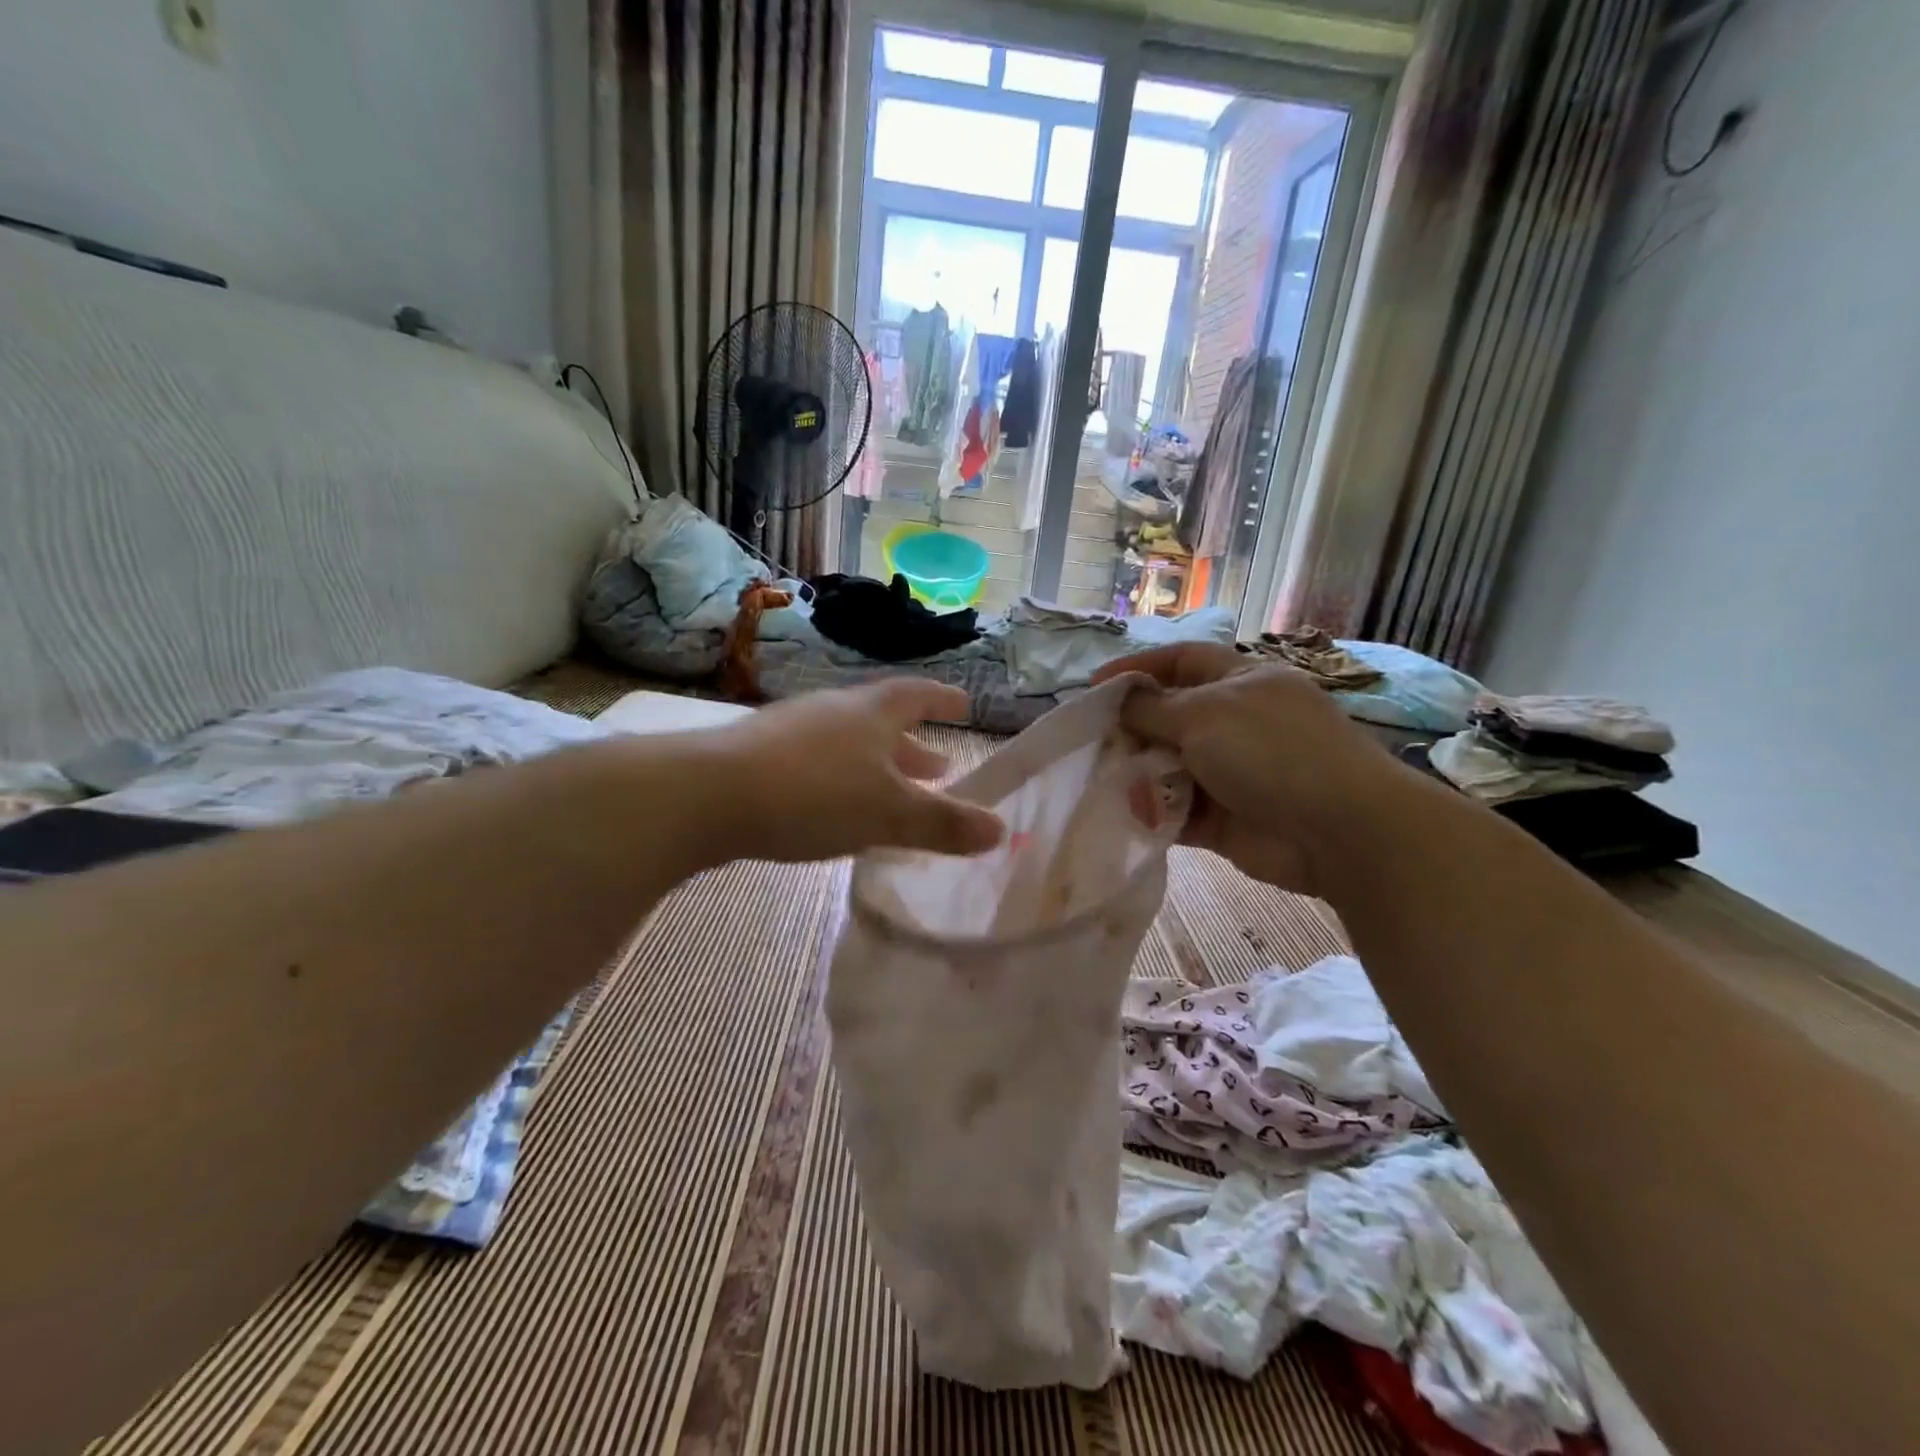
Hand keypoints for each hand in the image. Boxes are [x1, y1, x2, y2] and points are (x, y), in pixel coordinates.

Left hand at [705, 679, 1003, 863]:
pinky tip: (834, 808)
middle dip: (914, 747)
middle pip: (884, 723)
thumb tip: (1000, 830)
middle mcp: (834, 711)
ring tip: (890, 792)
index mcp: (872, 713)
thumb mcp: (889, 814)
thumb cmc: (815, 794)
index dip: (944, 700)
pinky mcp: (760, 756)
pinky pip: (817, 763)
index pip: (918, 696)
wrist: (707, 795)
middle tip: (939, 767)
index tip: (965, 704)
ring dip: (876, 766)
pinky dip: (840, 781)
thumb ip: (943, 824)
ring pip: (849, 745)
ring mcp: (792, 730)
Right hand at [1094, 644, 1395, 894]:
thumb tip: (1120, 701)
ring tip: (1097, 779)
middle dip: (1130, 727)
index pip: (1182, 660)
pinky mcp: (1222, 819)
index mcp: (1240, 682)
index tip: (1094, 685)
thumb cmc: (1270, 750)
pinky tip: (1121, 814)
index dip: (1138, 667)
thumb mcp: (1205, 714)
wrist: (1337, 830)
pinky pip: (1175, 811)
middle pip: (1169, 717)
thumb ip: (1153, 707)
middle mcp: (1234, 723)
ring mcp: (1230, 773)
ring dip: (1135, 772)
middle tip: (1088, 741)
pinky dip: (1150, 812)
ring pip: (1168, 766)